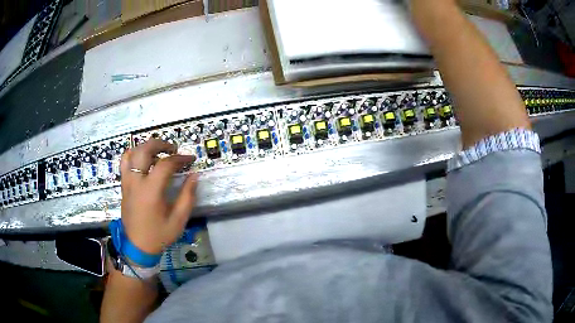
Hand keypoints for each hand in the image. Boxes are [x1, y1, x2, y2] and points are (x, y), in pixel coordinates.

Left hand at [119, 139, 198, 254]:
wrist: (137, 246)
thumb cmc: (159, 234)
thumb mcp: (178, 220)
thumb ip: (187, 196)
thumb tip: (194, 176)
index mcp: (151, 191)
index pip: (165, 164)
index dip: (180, 158)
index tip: (190, 160)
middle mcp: (136, 181)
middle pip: (145, 150)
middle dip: (161, 144)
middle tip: (173, 149)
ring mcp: (127, 182)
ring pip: (133, 152)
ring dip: (147, 147)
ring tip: (158, 152)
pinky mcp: (123, 185)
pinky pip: (125, 162)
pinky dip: (133, 154)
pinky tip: (143, 160)